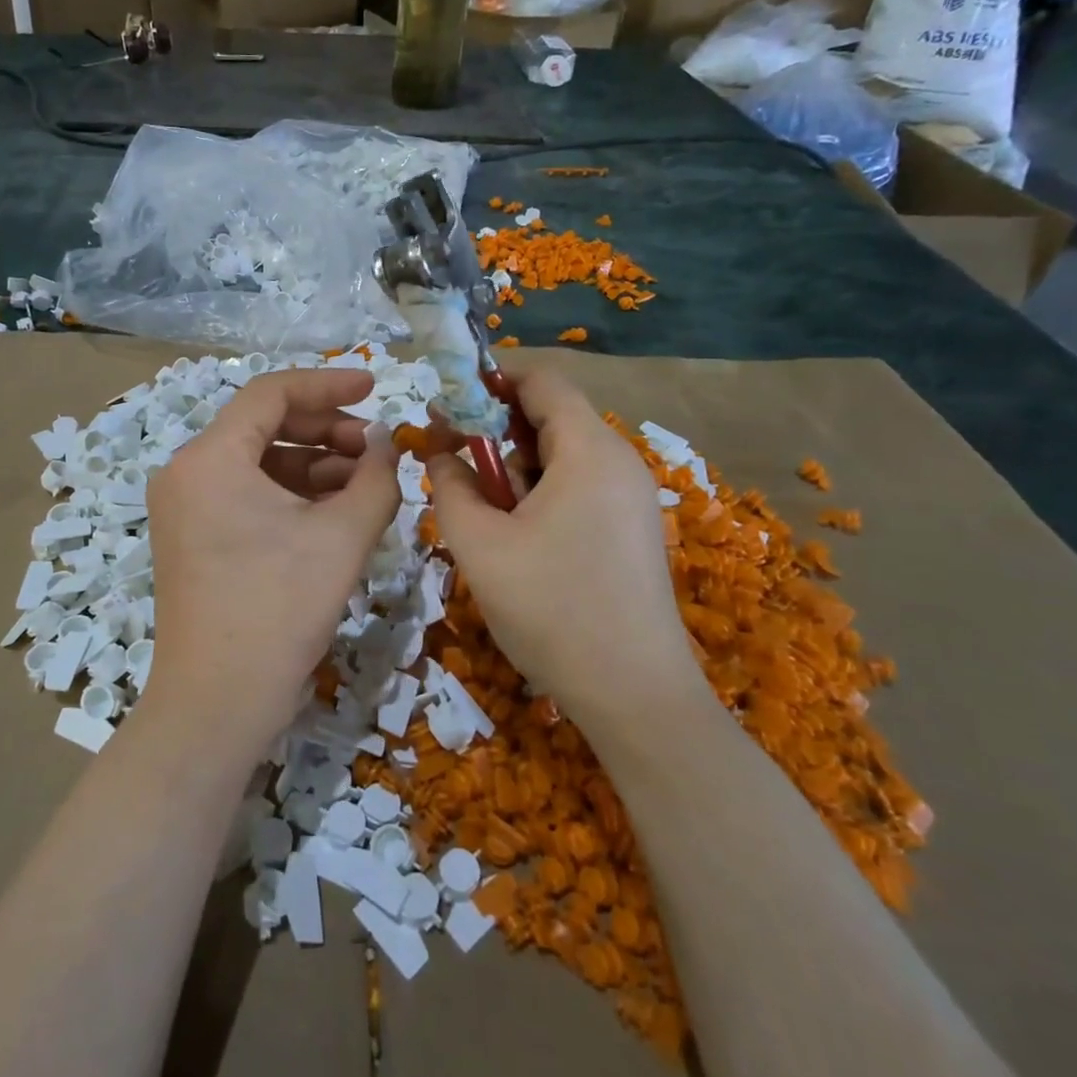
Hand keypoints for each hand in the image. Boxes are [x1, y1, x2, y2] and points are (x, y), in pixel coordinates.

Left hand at [146, 369, 401, 746]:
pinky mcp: (193, 536)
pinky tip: (334, 510)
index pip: (271, 393)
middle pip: (263, 424)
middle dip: (325, 429)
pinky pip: (246, 493)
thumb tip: (386, 444)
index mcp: (210, 458)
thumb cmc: (278, 611)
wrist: (217, 704)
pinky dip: (290, 493)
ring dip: (313, 464)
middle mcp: (187, 472)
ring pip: (258, 461)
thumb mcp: (341, 537)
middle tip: (375, 447)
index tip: (374, 386)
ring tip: (364, 483)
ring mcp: (185, 506)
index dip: (328, 384)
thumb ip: (375, 478)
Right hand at [426, 368, 705, 729]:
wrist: (634, 695)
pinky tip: (516, 534)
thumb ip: (449, 487)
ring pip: (562, 455)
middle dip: (495, 428)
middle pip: (551, 416)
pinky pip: (579, 486)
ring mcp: (631, 497)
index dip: (490, 381)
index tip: (447, 404)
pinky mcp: (631, 528)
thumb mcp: (480, 545)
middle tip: (451, 458)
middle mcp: (619, 462)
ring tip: (481, 507)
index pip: (541, 381)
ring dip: (515, 465)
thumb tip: (442, 454)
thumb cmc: (552, 609)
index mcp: (589, 451)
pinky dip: (540, 491)